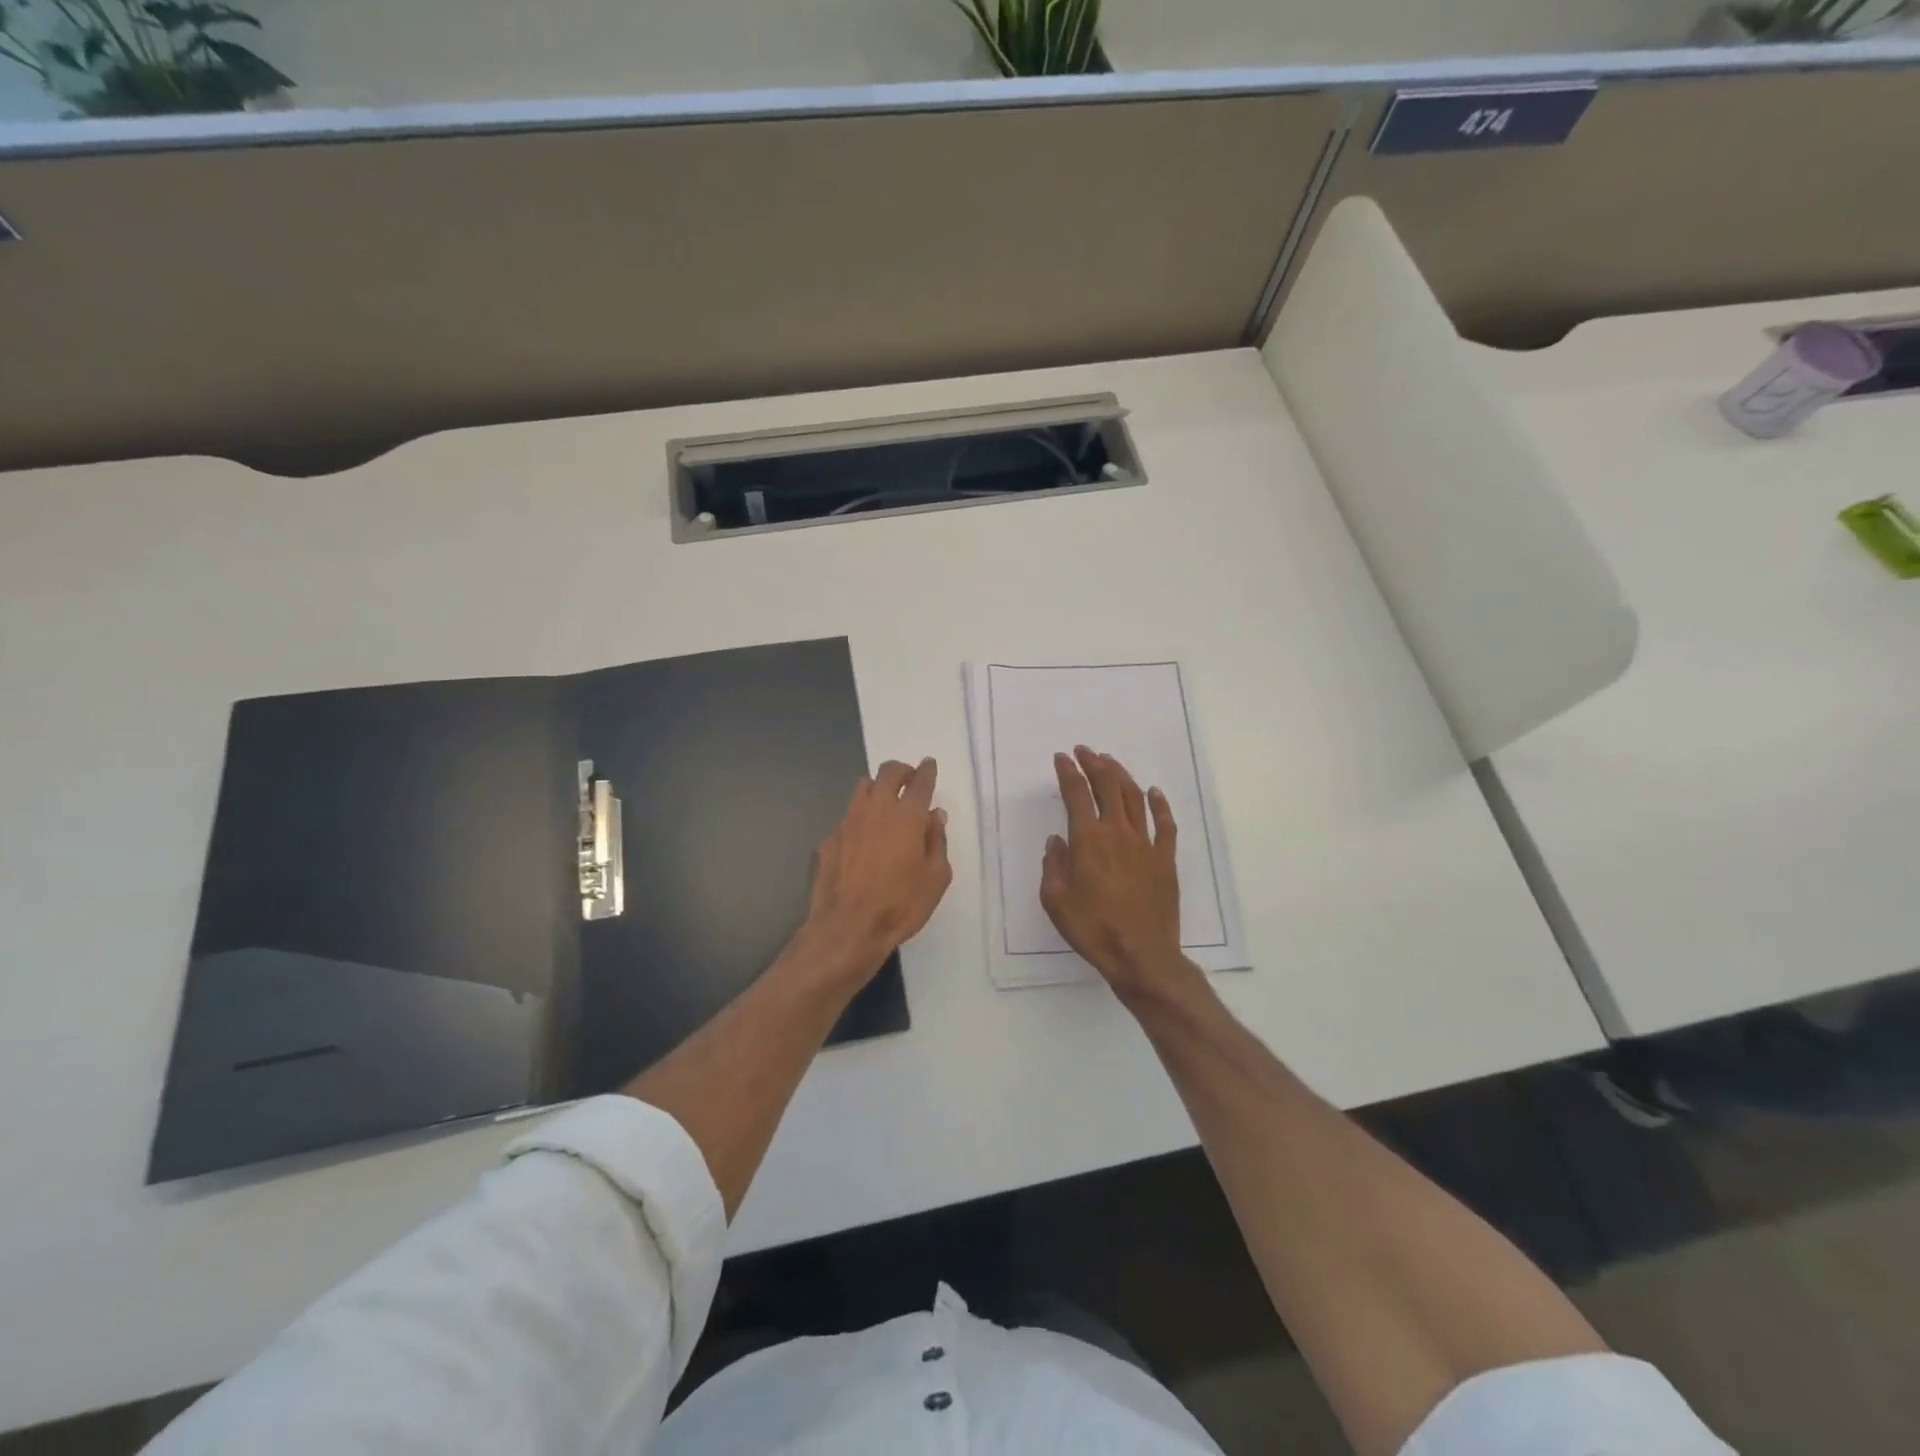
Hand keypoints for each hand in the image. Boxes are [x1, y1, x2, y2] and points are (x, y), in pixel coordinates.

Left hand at [802, 757, 952, 984]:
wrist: (847, 928)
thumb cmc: (900, 905)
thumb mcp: (936, 878)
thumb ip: (936, 841)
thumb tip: (935, 815)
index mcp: (907, 816)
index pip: (919, 782)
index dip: (926, 770)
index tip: (929, 765)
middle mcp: (876, 810)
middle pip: (887, 773)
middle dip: (901, 770)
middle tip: (909, 779)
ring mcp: (848, 822)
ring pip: (862, 788)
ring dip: (877, 787)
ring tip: (885, 802)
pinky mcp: (829, 839)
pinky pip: (848, 817)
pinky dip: (860, 818)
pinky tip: (863, 838)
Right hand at [1040, 747, 1189, 995]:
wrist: (1141, 954)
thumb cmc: (1092, 928)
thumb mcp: (1055, 899)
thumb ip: (1053, 865)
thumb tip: (1057, 841)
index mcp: (1089, 839)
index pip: (1076, 794)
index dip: (1068, 772)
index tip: (1061, 758)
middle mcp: (1118, 832)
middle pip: (1108, 786)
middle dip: (1094, 764)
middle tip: (1084, 751)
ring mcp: (1146, 844)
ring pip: (1134, 798)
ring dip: (1121, 775)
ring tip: (1110, 762)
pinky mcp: (1165, 860)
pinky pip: (1165, 824)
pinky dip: (1159, 804)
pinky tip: (1154, 792)